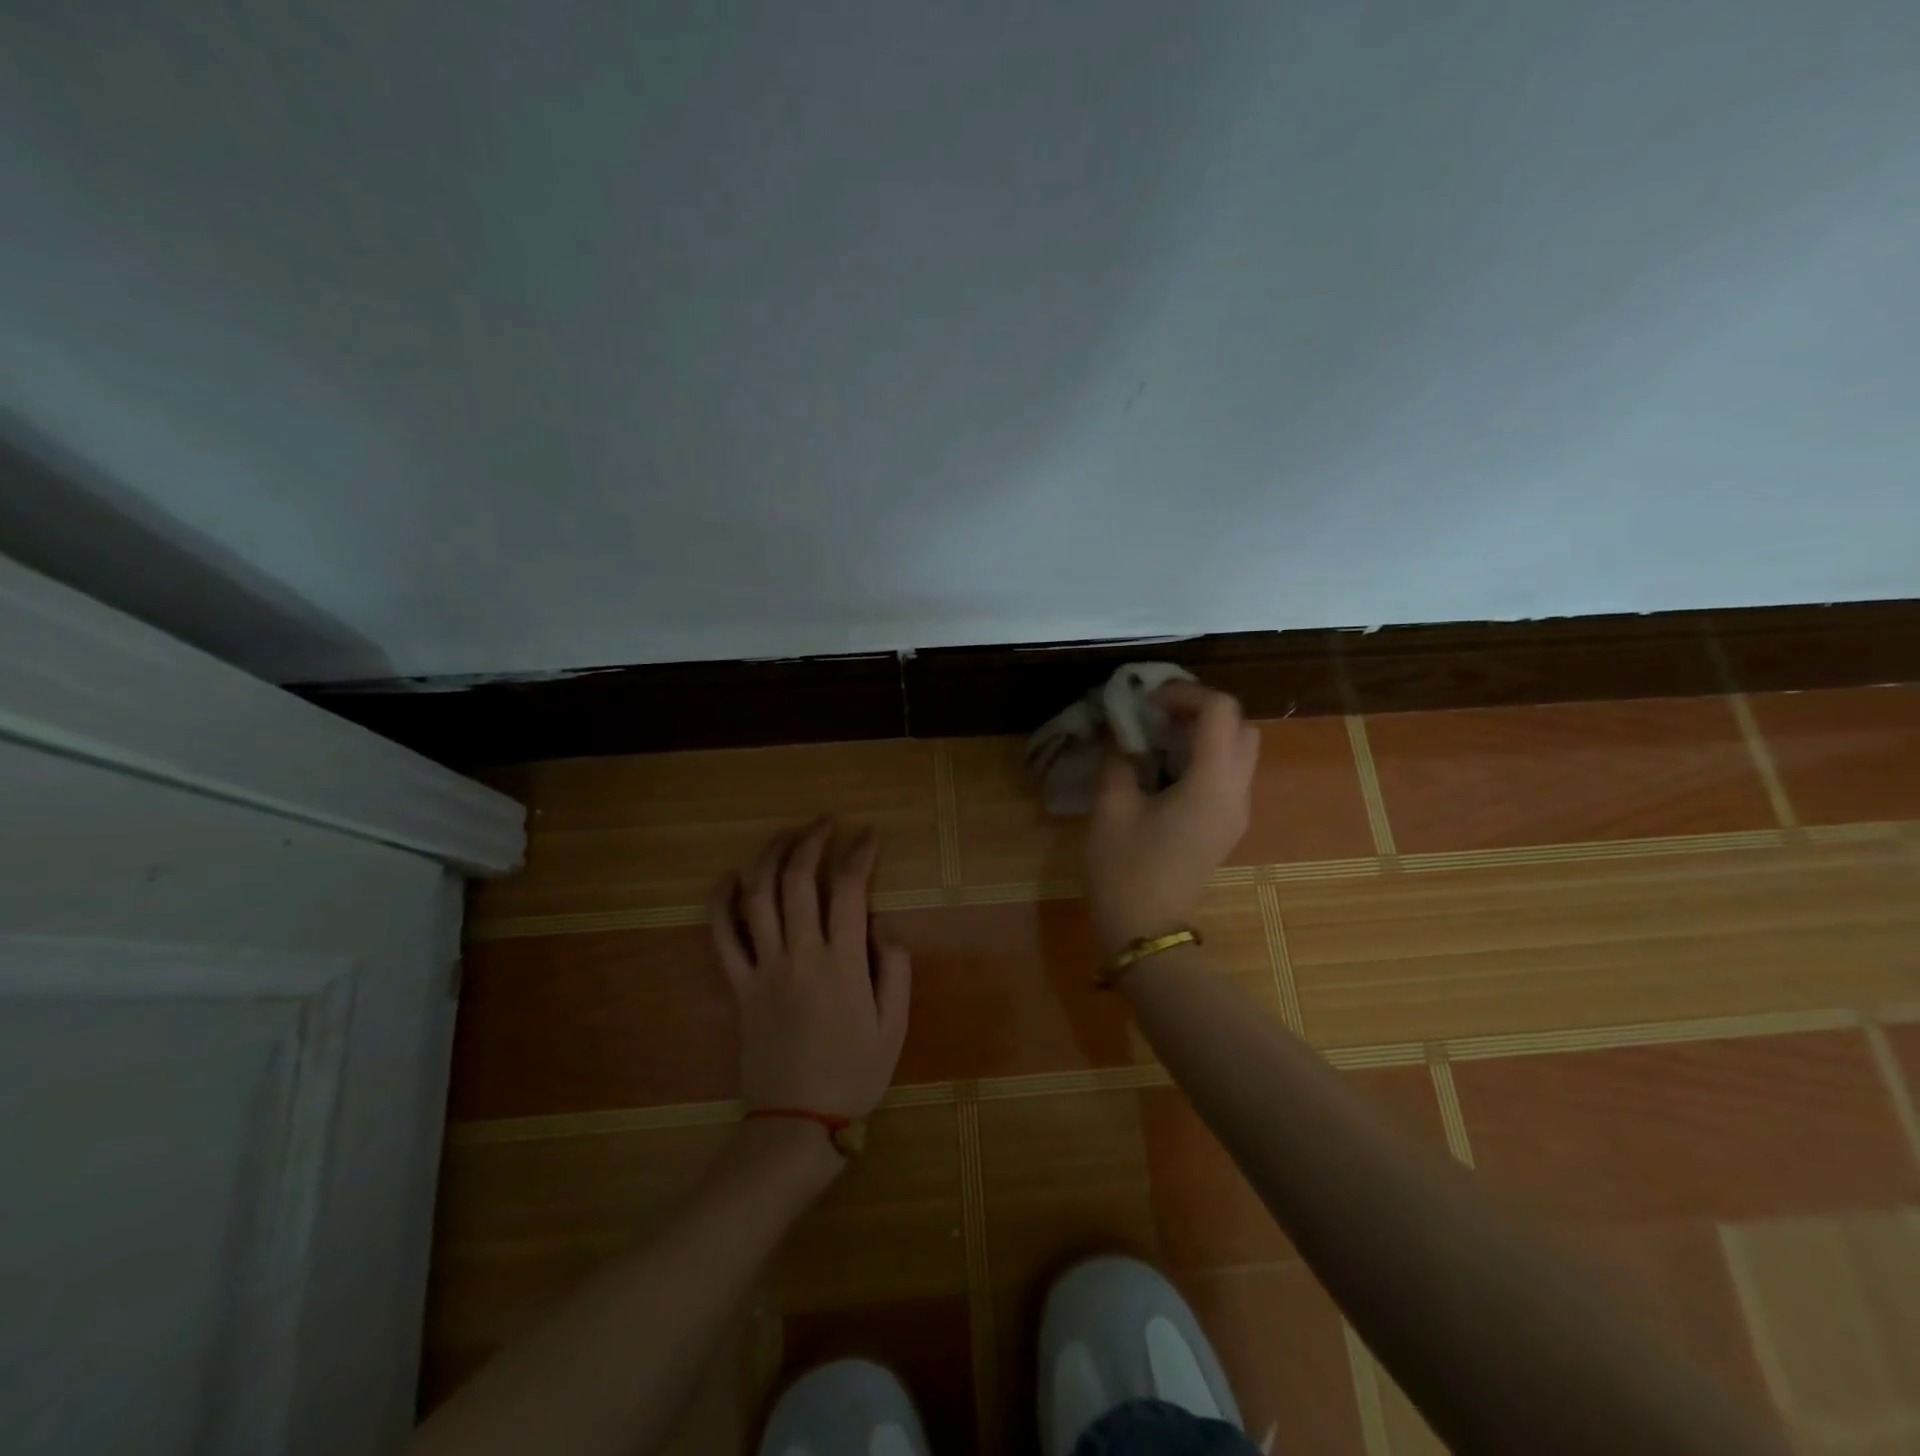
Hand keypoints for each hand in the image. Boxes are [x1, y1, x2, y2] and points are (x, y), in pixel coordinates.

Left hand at [710, 819, 911, 1121]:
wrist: (796, 1123)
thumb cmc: (853, 1075)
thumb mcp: (894, 1026)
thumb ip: (895, 968)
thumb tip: (882, 923)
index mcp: (842, 964)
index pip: (849, 889)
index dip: (859, 853)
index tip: (868, 834)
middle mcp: (799, 956)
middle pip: (797, 880)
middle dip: (811, 841)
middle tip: (825, 822)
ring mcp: (762, 969)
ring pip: (757, 897)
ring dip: (769, 857)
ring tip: (785, 835)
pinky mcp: (738, 987)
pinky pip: (722, 937)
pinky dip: (721, 902)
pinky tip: (731, 878)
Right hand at [1085, 681, 1259, 956]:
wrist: (1145, 929)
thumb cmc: (1124, 868)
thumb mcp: (1111, 807)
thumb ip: (1120, 758)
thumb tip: (1121, 731)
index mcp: (1212, 784)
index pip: (1220, 711)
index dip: (1185, 693)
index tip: (1147, 702)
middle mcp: (1237, 793)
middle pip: (1241, 726)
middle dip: (1202, 710)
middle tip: (1158, 715)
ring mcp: (1238, 811)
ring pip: (1240, 749)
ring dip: (1206, 733)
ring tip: (1160, 738)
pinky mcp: (1228, 825)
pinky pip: (1230, 774)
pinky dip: (1206, 756)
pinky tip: (1166, 768)